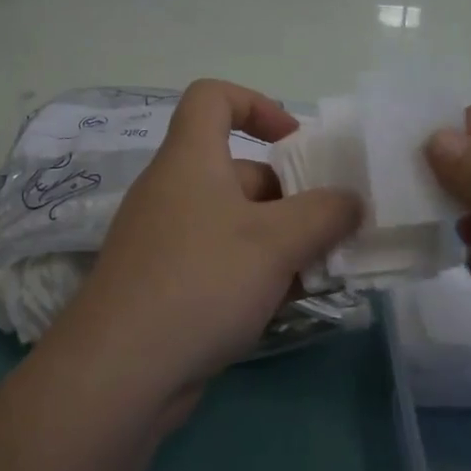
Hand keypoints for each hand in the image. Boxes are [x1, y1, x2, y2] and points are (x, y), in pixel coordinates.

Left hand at [48, 80, 361, 401]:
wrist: (120, 372)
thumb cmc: (202, 282)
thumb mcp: (276, 242)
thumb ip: (324, 214)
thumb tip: (350, 201)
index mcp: (190, 159)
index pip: (213, 98)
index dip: (257, 104)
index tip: (296, 142)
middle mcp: (174, 191)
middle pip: (239, 171)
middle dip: (290, 196)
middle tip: (332, 229)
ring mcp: (166, 241)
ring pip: (235, 224)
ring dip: (280, 242)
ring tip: (322, 272)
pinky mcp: (166, 285)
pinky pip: (220, 262)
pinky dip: (254, 274)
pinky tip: (287, 304)